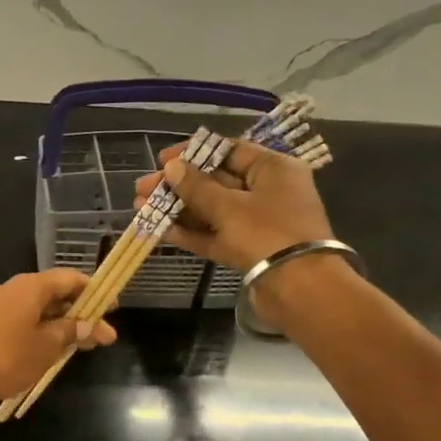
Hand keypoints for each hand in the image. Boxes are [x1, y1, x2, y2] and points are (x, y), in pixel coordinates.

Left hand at [0, 270, 118, 410]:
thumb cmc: (3, 357)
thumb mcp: (44, 347)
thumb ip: (69, 333)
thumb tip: (88, 323)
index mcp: (31, 286)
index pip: (71, 279)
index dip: (95, 292)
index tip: (113, 309)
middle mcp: (14, 290)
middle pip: (55, 295)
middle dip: (80, 315)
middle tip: (102, 339)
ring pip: (38, 311)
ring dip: (60, 327)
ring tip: (79, 349)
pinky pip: (21, 323)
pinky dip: (40, 334)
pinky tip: (47, 353)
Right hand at [133, 139, 334, 274]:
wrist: (300, 289)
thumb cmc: (267, 234)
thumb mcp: (228, 206)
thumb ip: (197, 186)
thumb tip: (172, 167)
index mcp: (273, 169)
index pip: (229, 150)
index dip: (193, 153)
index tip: (162, 160)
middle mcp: (267, 191)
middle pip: (216, 181)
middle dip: (178, 185)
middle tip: (142, 188)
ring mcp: (258, 223)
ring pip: (212, 210)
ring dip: (178, 209)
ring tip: (141, 208)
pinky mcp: (248, 249)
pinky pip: (215, 235)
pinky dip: (191, 232)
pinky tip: (161, 230)